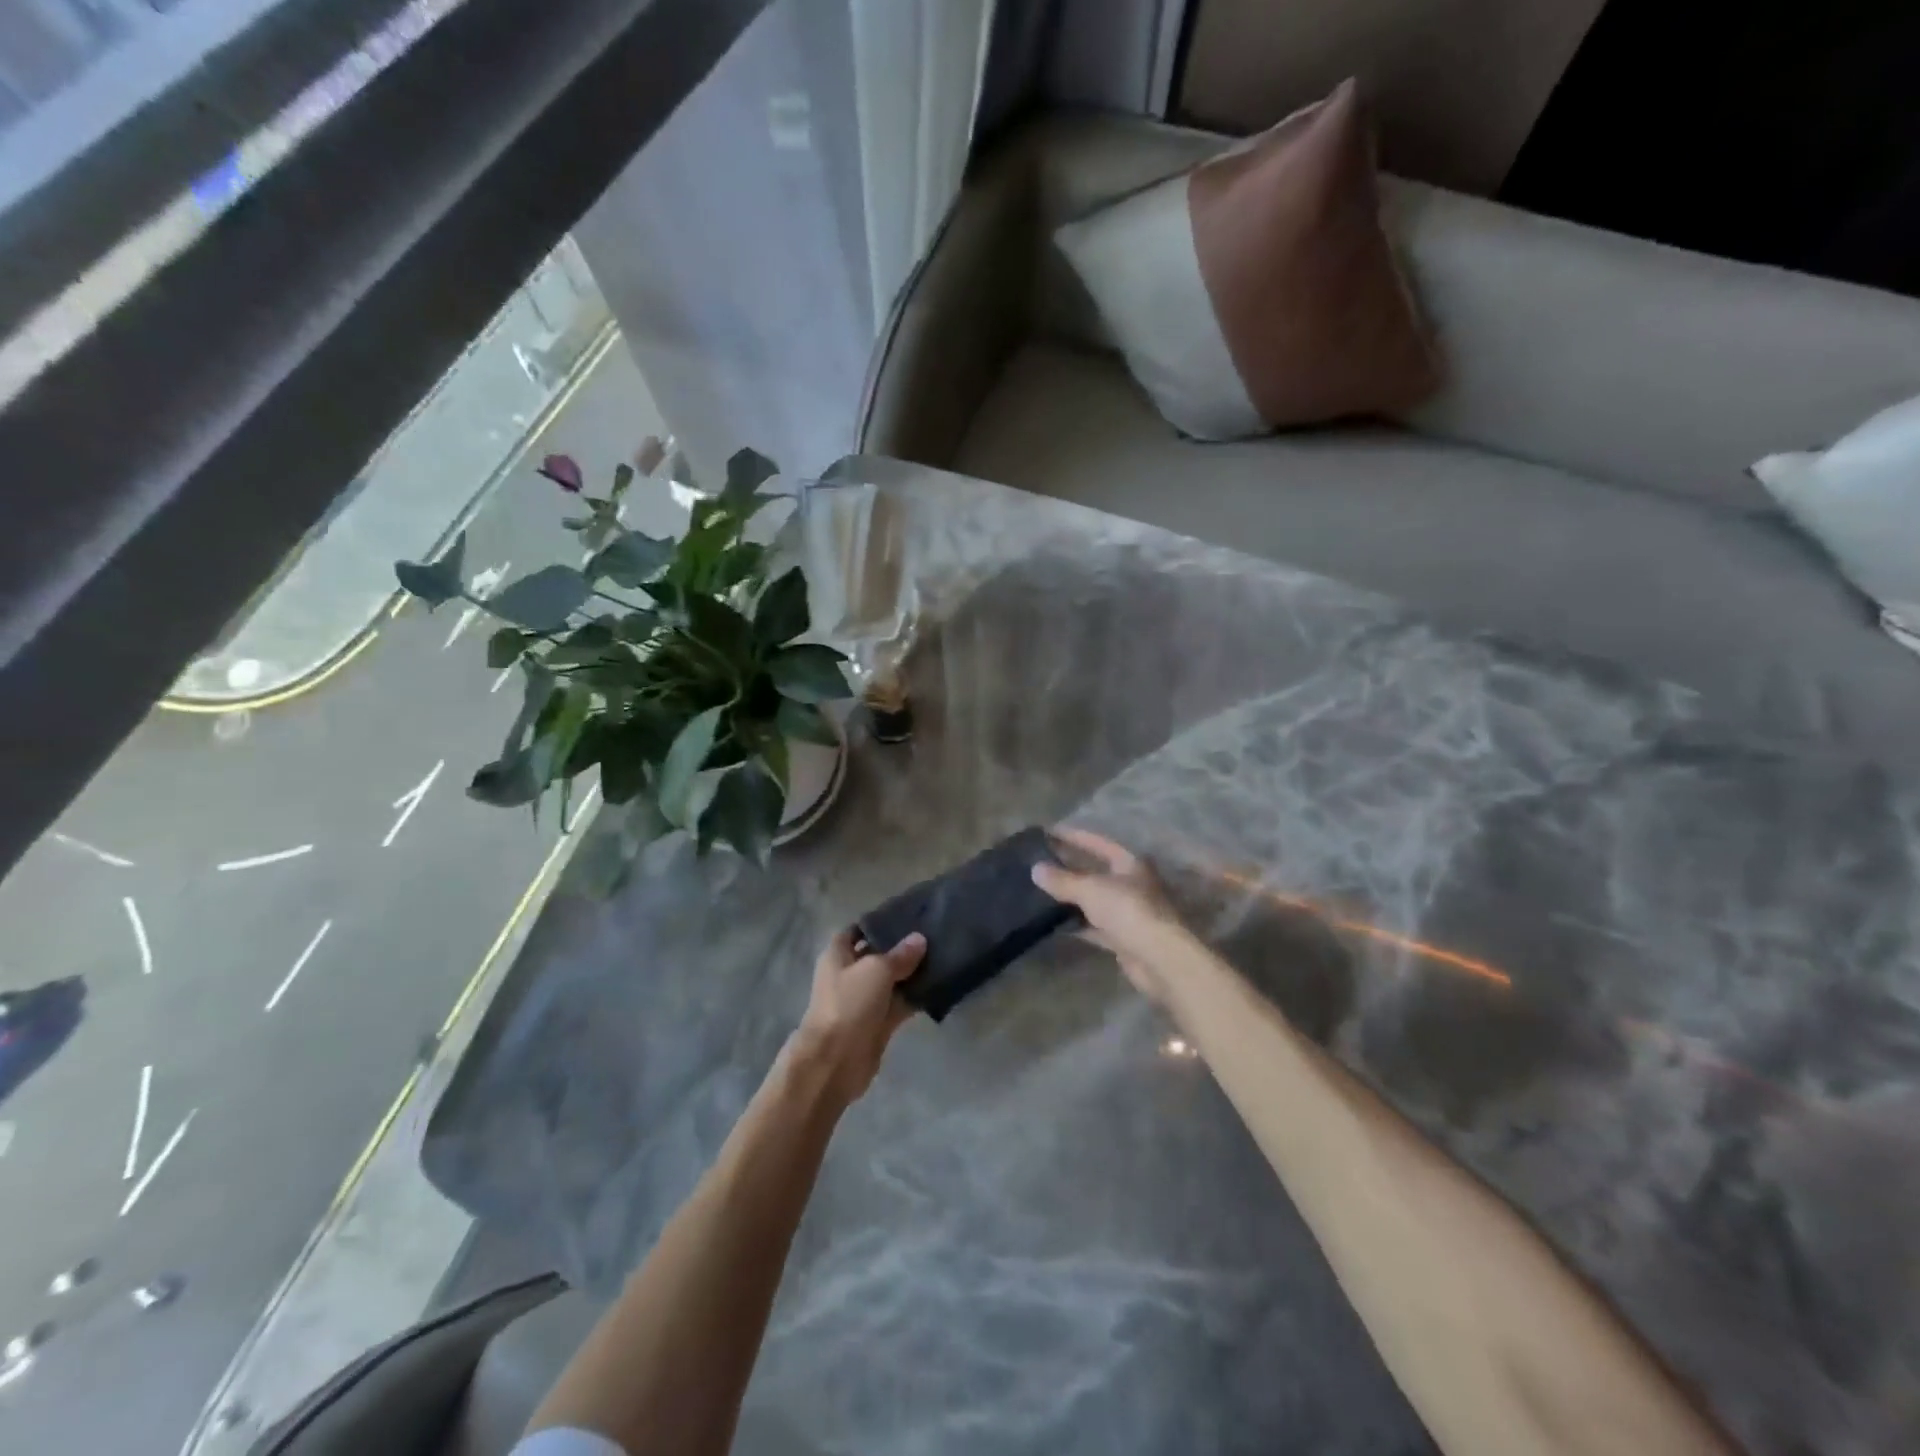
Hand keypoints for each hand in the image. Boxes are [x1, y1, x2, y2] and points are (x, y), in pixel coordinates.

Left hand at [787, 929, 925, 1104]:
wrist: (835, 1061)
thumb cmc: (849, 1003)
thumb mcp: (876, 970)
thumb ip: (900, 954)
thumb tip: (920, 939)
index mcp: (838, 955)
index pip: (858, 930)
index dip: (878, 923)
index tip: (907, 916)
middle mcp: (849, 974)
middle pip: (878, 955)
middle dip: (902, 947)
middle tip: (933, 934)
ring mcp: (864, 1000)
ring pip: (892, 980)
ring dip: (912, 973)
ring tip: (943, 956)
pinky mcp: (878, 1023)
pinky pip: (900, 1004)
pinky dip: (916, 997)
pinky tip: (940, 986)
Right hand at [1032, 828, 1190, 1004]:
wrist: (1158, 958)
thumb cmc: (1127, 910)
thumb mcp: (1090, 889)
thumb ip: (1062, 880)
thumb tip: (1035, 869)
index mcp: (1130, 863)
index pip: (1098, 843)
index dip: (1073, 836)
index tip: (1048, 833)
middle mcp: (1131, 884)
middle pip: (1095, 871)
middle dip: (1069, 867)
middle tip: (1040, 862)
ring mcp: (1128, 912)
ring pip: (1093, 900)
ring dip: (1071, 897)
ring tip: (1040, 891)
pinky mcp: (1122, 938)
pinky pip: (1094, 925)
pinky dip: (1076, 923)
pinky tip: (1054, 923)